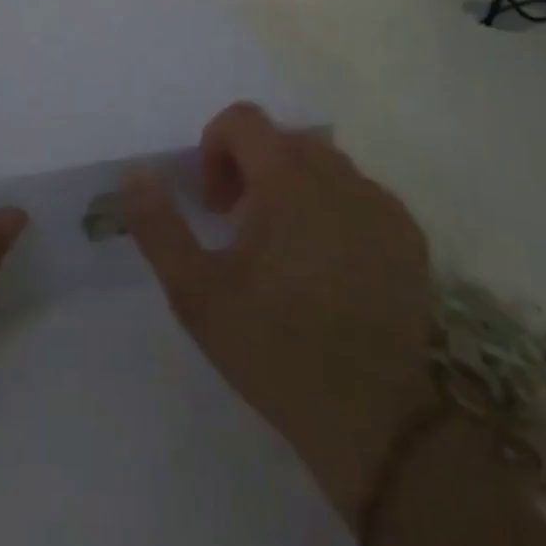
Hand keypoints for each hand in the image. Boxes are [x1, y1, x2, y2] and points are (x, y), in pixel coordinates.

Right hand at [121, 102, 435, 515]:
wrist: (390, 426)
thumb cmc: (281, 352)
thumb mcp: (199, 296)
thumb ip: (159, 227)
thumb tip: (135, 173)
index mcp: (286, 179)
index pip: (243, 119)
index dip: (215, 148)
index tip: (215, 206)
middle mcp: (338, 176)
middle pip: (282, 140)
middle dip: (252, 169)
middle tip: (242, 230)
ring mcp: (380, 204)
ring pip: (323, 166)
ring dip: (294, 188)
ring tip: (286, 253)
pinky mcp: (410, 237)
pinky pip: (360, 196)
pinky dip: (335, 211)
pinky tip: (331, 271)